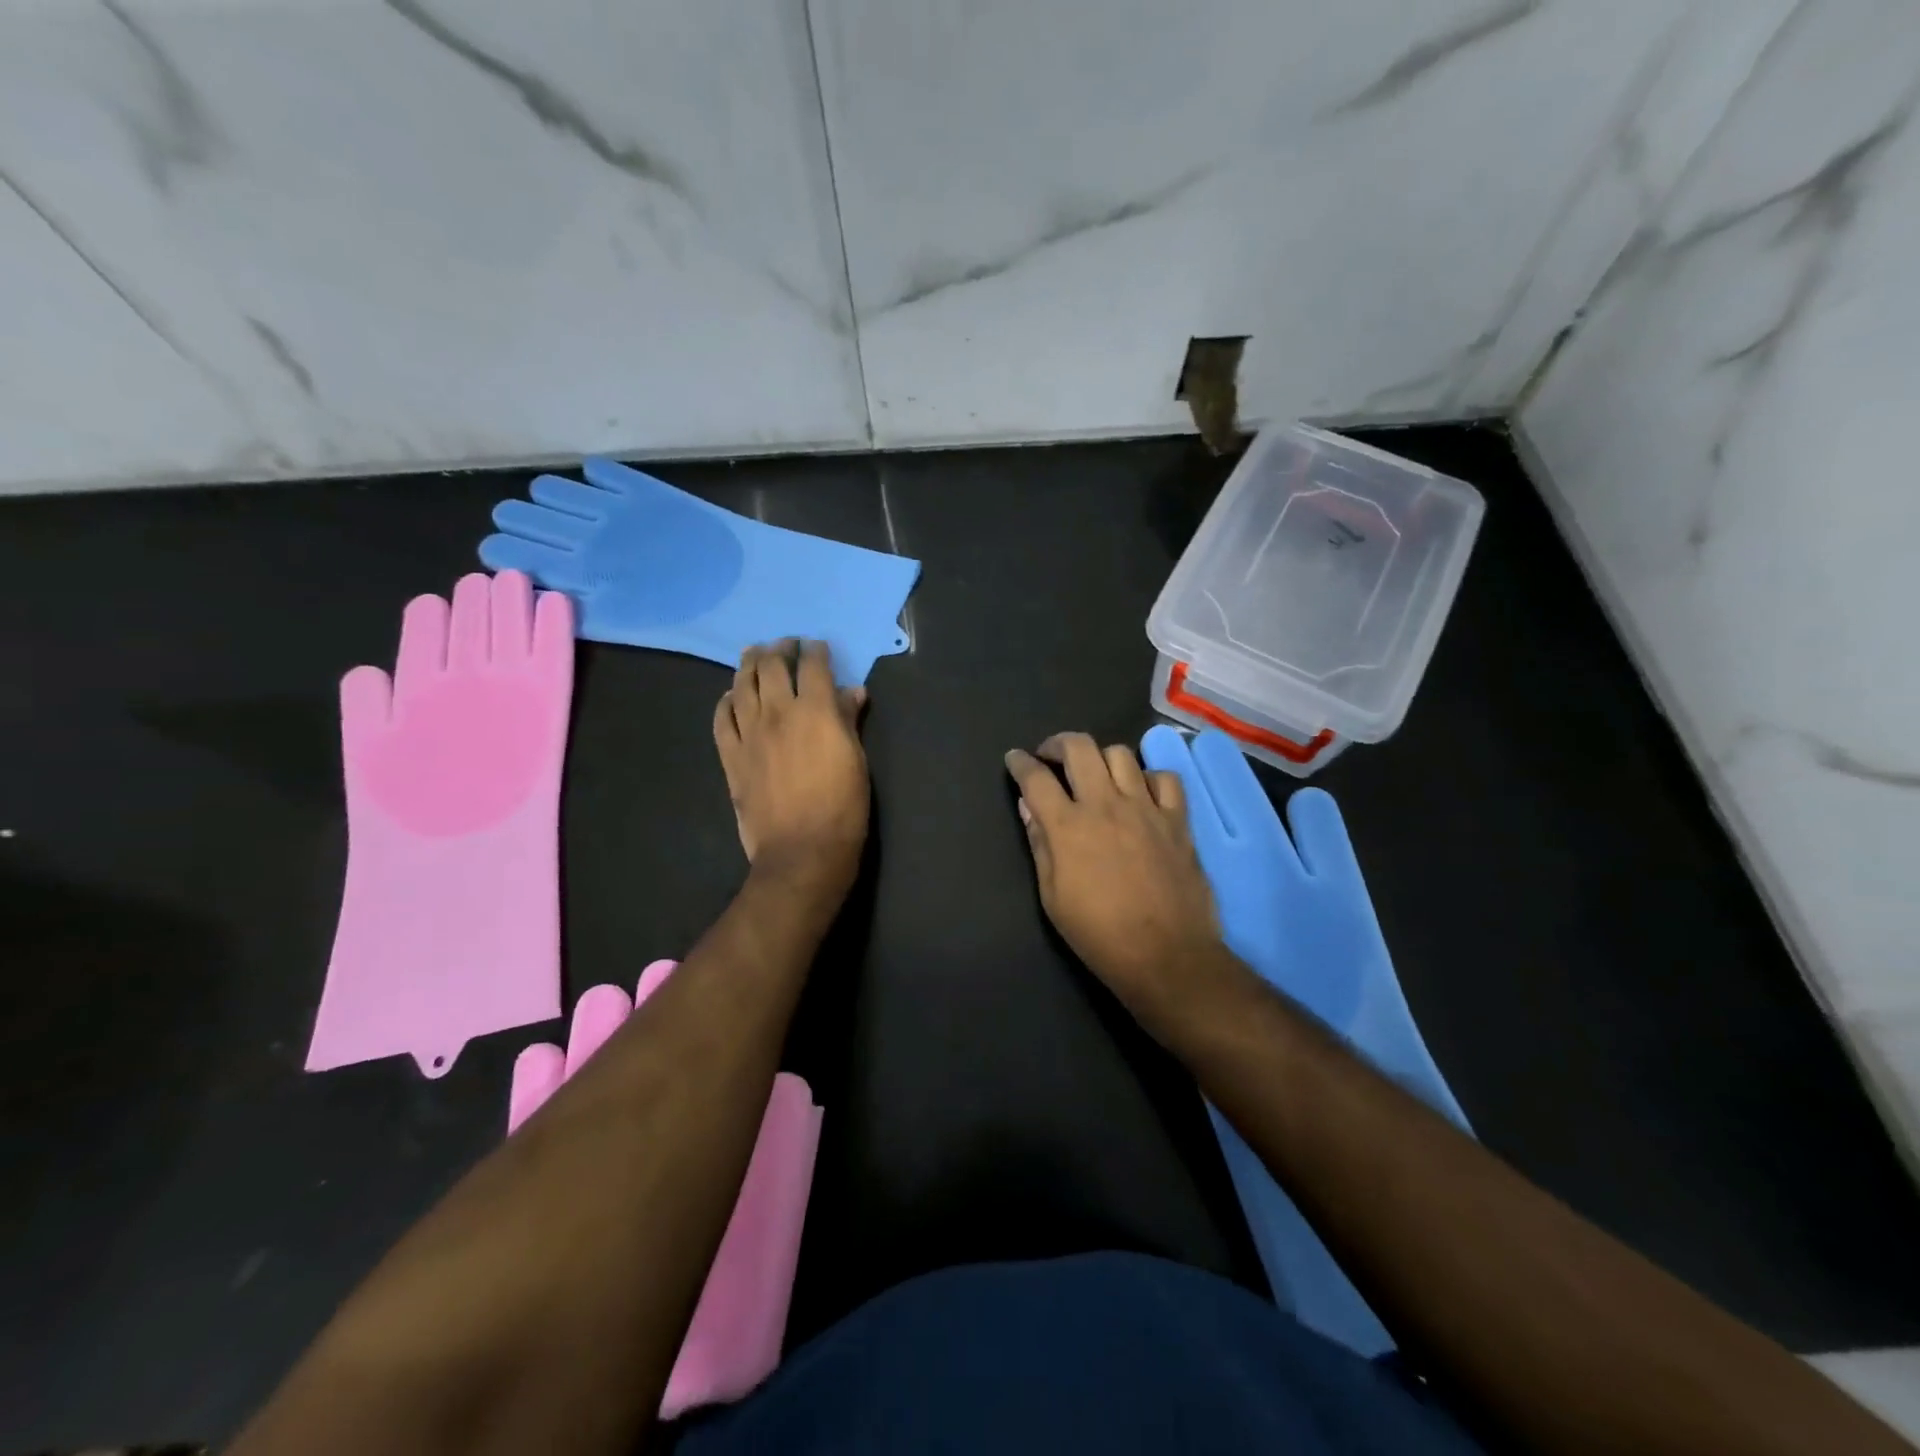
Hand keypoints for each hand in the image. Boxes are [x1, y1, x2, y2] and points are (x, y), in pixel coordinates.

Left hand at [715, 640, 868, 886]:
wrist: (802, 850)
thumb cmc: (842, 807)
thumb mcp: (857, 760)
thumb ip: (849, 721)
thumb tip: (852, 692)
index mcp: (816, 711)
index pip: (813, 666)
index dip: (815, 650)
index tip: (816, 646)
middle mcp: (779, 713)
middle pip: (773, 667)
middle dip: (780, 649)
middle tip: (784, 645)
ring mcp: (750, 734)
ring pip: (743, 685)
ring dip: (749, 665)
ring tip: (753, 655)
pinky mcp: (731, 756)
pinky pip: (721, 719)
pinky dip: (725, 702)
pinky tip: (730, 696)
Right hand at [1005, 733, 1226, 1028]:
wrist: (1166, 956)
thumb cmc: (1099, 933)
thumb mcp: (1052, 896)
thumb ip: (1040, 844)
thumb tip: (1029, 807)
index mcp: (1069, 826)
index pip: (1036, 778)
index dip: (1020, 763)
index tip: (1015, 760)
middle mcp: (1106, 805)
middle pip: (1079, 747)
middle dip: (1057, 744)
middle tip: (1051, 757)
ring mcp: (1146, 808)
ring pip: (1121, 754)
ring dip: (1101, 758)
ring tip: (1096, 774)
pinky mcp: (1177, 820)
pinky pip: (1165, 778)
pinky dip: (1148, 778)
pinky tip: (1141, 793)